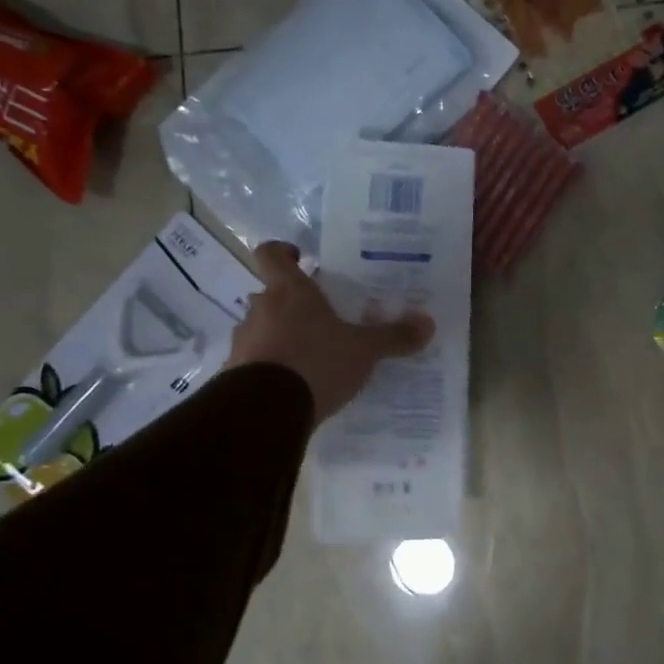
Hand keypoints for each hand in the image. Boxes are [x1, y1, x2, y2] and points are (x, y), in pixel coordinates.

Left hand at [227, 241, 434, 421]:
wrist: (265, 412)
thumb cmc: (316, 362)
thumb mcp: (363, 351)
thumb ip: (393, 336)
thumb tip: (428, 323)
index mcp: (289, 291)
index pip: (271, 253)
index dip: (283, 251)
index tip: (301, 259)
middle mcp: (261, 309)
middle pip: (272, 295)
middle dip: (293, 305)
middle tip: (322, 319)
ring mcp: (244, 341)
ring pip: (263, 329)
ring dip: (281, 338)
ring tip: (311, 358)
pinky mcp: (234, 374)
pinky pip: (255, 362)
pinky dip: (271, 369)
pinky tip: (295, 387)